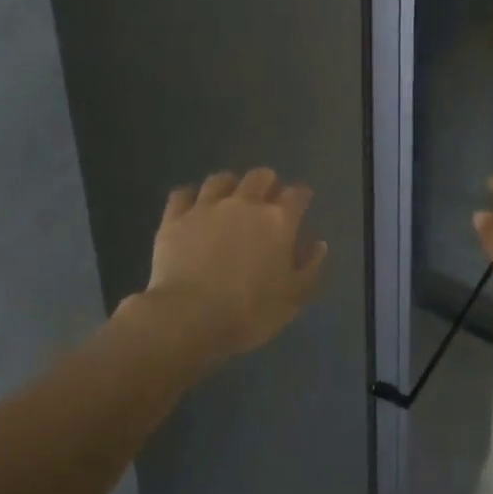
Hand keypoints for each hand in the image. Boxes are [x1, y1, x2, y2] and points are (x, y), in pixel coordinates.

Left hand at [129, 167, 326, 366]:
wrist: (190, 317)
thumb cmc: (250, 311)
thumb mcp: (293, 298)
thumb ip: (310, 267)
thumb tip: (318, 244)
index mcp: (278, 221)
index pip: (297, 194)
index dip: (301, 196)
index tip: (301, 204)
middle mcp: (244, 204)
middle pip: (260, 176)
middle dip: (267, 183)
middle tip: (266, 201)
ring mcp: (206, 207)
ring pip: (220, 179)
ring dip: (229, 186)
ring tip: (229, 200)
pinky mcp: (174, 218)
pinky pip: (182, 194)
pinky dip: (190, 197)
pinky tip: (192, 208)